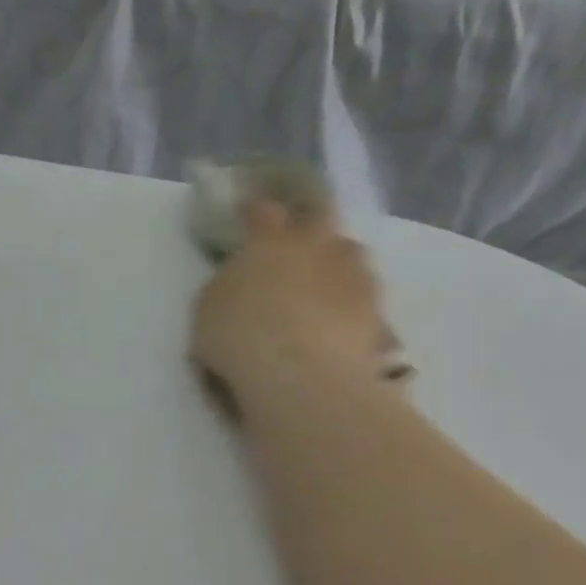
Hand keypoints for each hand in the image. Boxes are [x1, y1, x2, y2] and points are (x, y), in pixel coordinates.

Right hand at [191, 201, 404, 408]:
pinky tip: (342, 322)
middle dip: (308, 221)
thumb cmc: (240, 337)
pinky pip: (365, 295)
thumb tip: (238, 279)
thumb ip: (226, 285)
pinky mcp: (376, 307)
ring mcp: (351, 272)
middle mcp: (315, 244)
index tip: (247, 214)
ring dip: (337, 262)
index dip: (254, 211)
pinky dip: (353, 302)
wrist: (300, 373)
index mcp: (268, 241)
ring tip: (326, 285)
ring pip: (350, 252)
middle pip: (319, 215)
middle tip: (298, 239)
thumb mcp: (208, 310)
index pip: (262, 210)